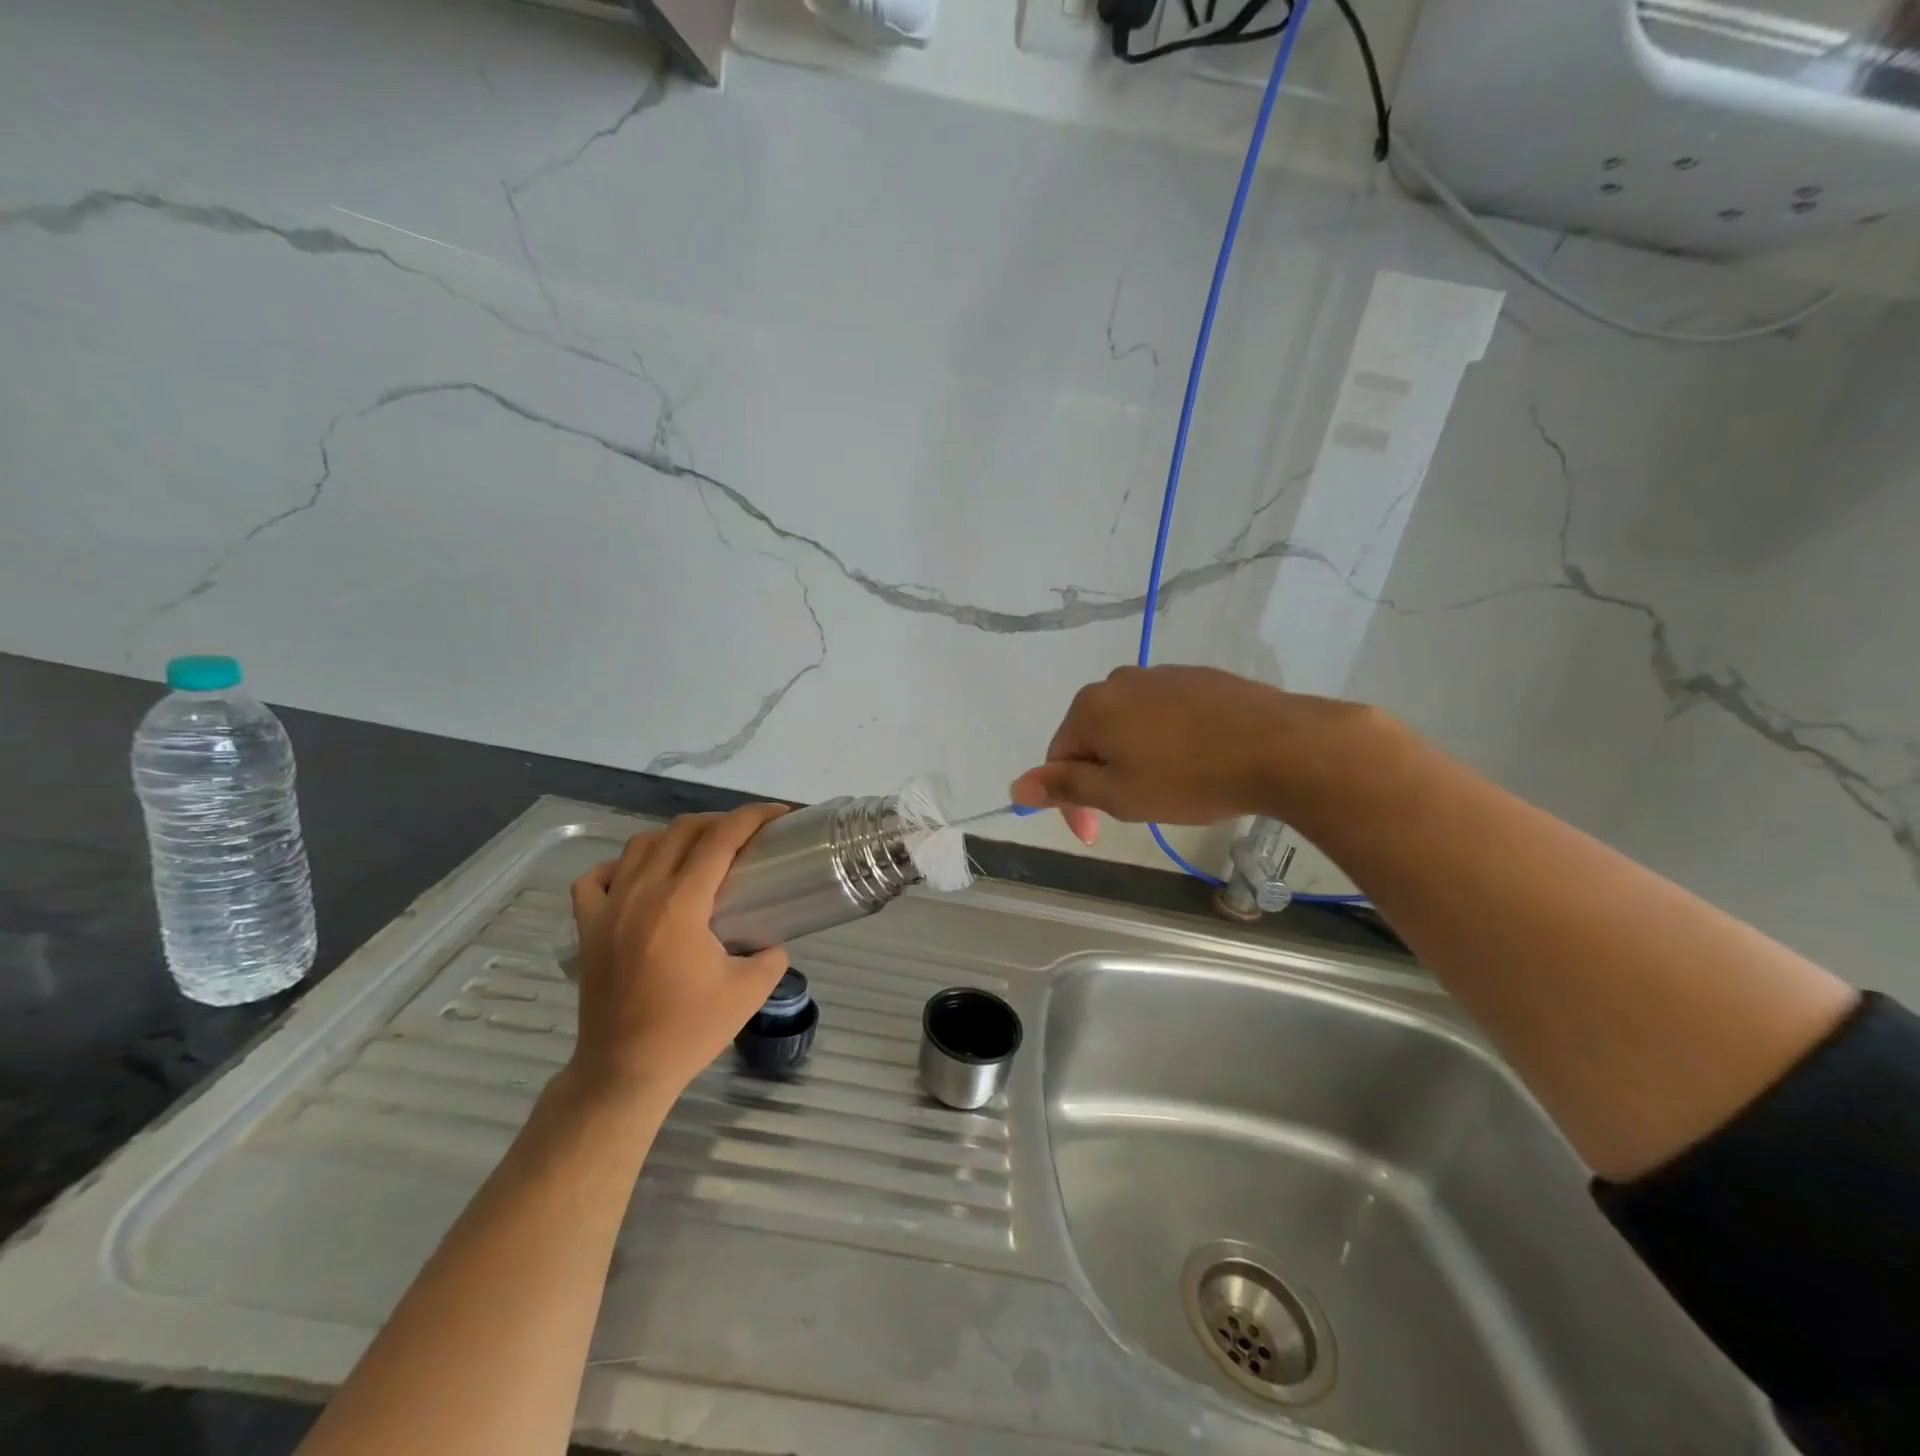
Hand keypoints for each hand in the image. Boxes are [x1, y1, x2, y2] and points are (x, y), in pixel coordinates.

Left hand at [566, 804, 790, 1107]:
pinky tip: (639, 877)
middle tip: (747, 836)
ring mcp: (607, 909)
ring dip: (675, 838)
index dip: (752, 817)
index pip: (720, 838)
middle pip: (681, 831)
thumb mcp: (749, 992)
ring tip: (698, 852)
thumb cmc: (688, 1031)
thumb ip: (771, 955)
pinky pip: (596, 878)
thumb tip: (772, 940)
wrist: (624, 1071)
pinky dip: (620, 867)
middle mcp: (641, 894)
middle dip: (720, 821)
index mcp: (681, 904)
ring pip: (640, 845)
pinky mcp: (587, 928)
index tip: (778, 815)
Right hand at [1010, 666, 1361, 839]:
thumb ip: (1064, 787)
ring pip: (1129, 725)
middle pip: (1092, 738)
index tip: (1095, 835)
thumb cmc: (1189, 778)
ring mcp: (1162, 675)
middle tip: (1134, 810)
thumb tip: (1016, 787)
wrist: (1280, 746)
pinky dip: (1166, 740)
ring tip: (1168, 788)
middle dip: (1103, 777)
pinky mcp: (1198, 678)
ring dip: (1134, 758)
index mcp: (1091, 707)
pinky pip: (1164, 713)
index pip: (1058, 758)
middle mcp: (1119, 681)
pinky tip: (1195, 761)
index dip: (1070, 802)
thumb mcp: (1118, 794)